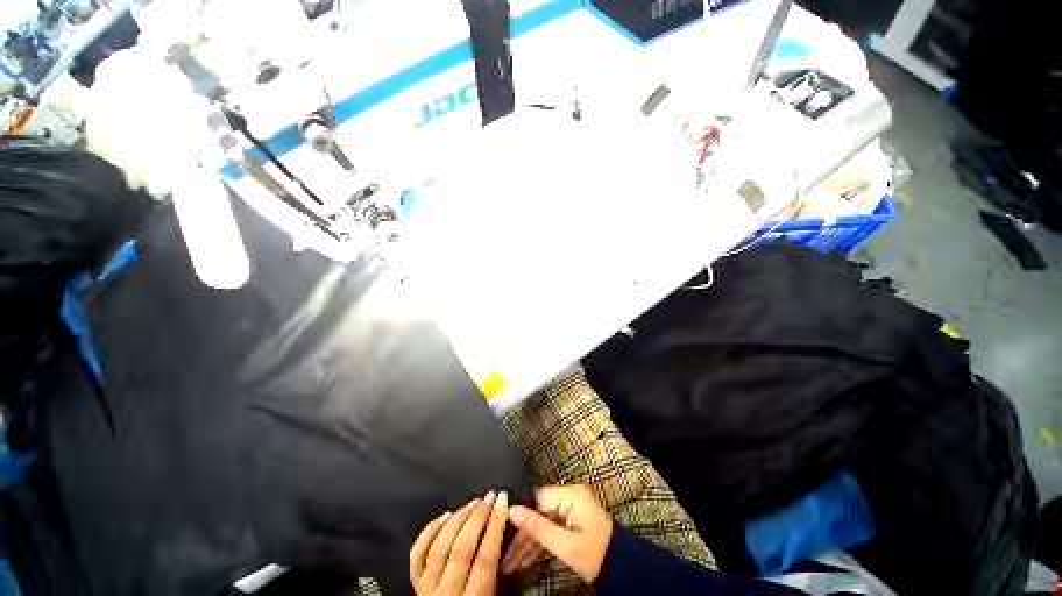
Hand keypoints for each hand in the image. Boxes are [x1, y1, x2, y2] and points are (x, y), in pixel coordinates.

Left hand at [410, 491, 507, 594]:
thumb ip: (495, 573)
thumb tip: (504, 532)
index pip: (485, 559)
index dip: (495, 526)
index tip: (503, 500)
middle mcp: (446, 594)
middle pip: (461, 549)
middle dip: (477, 518)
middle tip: (488, 497)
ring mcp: (426, 588)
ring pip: (440, 547)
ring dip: (458, 519)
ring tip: (473, 502)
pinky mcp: (414, 583)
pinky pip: (417, 553)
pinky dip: (430, 530)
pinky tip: (445, 515)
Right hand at [501, 485, 612, 582]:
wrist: (623, 567)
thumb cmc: (596, 554)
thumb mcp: (566, 545)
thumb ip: (538, 527)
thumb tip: (511, 510)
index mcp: (571, 494)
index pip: (538, 499)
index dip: (520, 514)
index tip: (501, 528)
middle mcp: (570, 496)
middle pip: (539, 512)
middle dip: (522, 536)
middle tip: (504, 556)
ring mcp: (571, 508)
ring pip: (543, 522)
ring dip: (528, 544)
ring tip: (510, 564)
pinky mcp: (572, 520)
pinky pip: (551, 528)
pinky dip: (540, 544)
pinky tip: (524, 560)